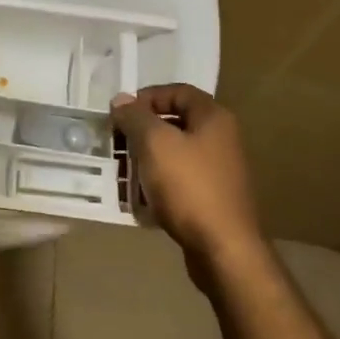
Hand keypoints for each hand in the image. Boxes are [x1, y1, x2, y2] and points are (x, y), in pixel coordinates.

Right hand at [111, 84, 264, 281]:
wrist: (223, 247)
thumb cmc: (189, 187)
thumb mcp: (155, 144)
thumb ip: (135, 117)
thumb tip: (121, 100)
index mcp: (213, 119)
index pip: (178, 92)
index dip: (147, 97)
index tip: (120, 114)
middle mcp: (221, 139)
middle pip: (175, 122)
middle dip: (142, 130)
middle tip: (116, 142)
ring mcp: (219, 170)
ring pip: (174, 153)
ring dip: (146, 157)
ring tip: (122, 170)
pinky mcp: (212, 197)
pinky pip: (179, 179)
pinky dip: (157, 182)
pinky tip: (139, 196)